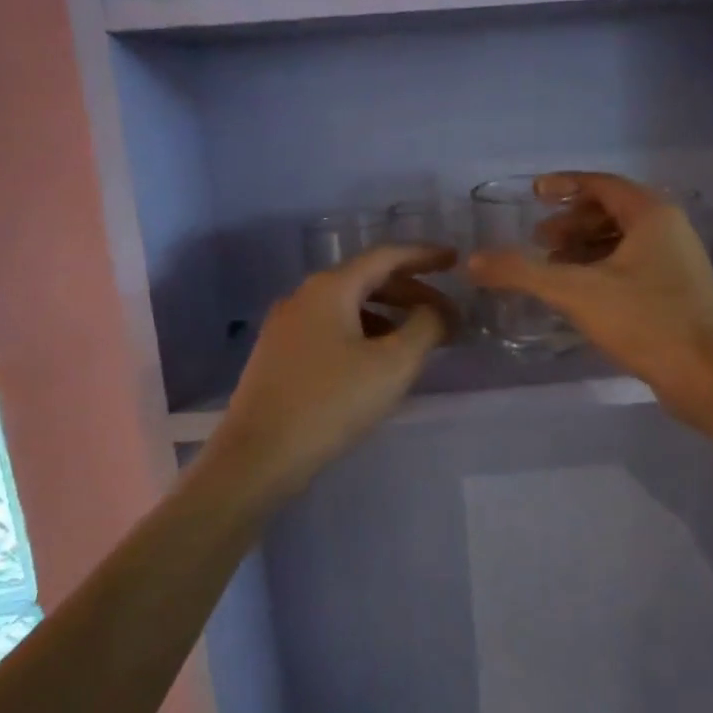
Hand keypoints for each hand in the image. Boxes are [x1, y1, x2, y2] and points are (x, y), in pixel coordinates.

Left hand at [207, 244, 458, 490]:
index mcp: (330, 288)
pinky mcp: (278, 355)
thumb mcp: (392, 365)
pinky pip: (331, 329)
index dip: (424, 255)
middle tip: (445, 313)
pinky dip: (364, 333)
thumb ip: (425, 328)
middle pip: (366, 279)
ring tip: (418, 340)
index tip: (455, 259)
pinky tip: (377, 361)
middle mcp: (304, 296)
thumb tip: (438, 312)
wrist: (257, 457)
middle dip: (411, 292)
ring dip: (388, 315)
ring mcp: (286, 326)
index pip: (385, 256)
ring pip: (348, 306)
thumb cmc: (331, 403)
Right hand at [467, 172, 712, 427]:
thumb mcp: (575, 292)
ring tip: (553, 265)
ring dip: (585, 247)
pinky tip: (581, 293)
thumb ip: (522, 272)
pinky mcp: (679, 292)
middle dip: (572, 222)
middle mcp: (670, 229)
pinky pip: (634, 264)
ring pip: (623, 240)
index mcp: (652, 214)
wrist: (705, 376)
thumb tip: (472, 261)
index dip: (565, 185)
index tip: (535, 195)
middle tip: (539, 239)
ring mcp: (678, 262)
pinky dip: (603, 268)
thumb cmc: (644, 321)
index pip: (602, 184)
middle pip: (613, 211)